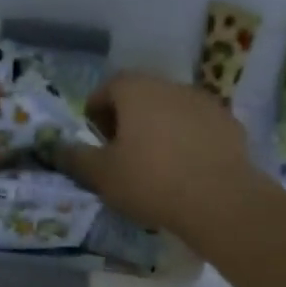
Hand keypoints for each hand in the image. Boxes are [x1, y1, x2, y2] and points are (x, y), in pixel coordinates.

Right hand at [57, 72, 265, 241]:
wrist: (219, 200)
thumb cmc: (150, 181)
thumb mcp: (101, 175)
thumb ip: (75, 158)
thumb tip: (56, 147)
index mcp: (136, 90)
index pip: (108, 88)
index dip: (96, 111)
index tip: (95, 138)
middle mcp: (171, 86)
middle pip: (141, 95)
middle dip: (127, 119)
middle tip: (121, 152)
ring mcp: (205, 102)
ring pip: (171, 110)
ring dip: (159, 128)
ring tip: (154, 163)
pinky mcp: (229, 124)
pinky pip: (198, 127)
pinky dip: (187, 140)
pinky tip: (185, 170)